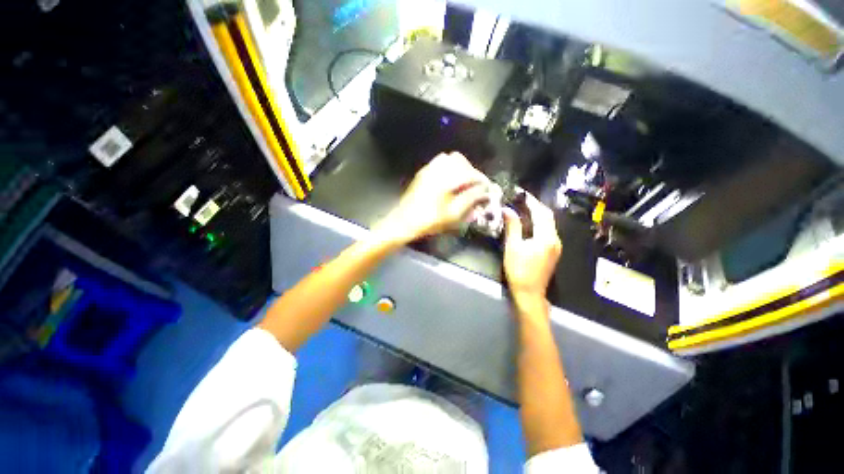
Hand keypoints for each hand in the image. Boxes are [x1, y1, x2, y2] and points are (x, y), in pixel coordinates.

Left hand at [375, 152, 489, 243]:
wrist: (404, 222)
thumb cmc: (429, 221)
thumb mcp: (453, 214)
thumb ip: (471, 199)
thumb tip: (483, 191)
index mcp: (446, 179)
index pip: (470, 173)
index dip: (481, 180)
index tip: (487, 188)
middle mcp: (437, 169)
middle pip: (461, 161)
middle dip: (471, 171)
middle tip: (475, 185)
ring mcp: (428, 169)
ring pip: (450, 159)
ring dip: (460, 168)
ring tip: (464, 183)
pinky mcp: (423, 173)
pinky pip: (439, 162)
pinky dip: (449, 168)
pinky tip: (450, 182)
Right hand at [502, 191, 561, 312]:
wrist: (530, 293)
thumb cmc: (519, 270)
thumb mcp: (513, 247)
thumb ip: (512, 227)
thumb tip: (508, 210)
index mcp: (546, 237)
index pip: (541, 213)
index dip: (532, 201)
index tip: (522, 193)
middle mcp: (555, 239)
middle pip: (548, 217)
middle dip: (537, 206)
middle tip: (523, 199)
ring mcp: (556, 246)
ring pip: (549, 224)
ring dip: (538, 214)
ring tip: (524, 208)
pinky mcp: (553, 251)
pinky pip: (548, 231)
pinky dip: (540, 224)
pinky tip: (530, 224)